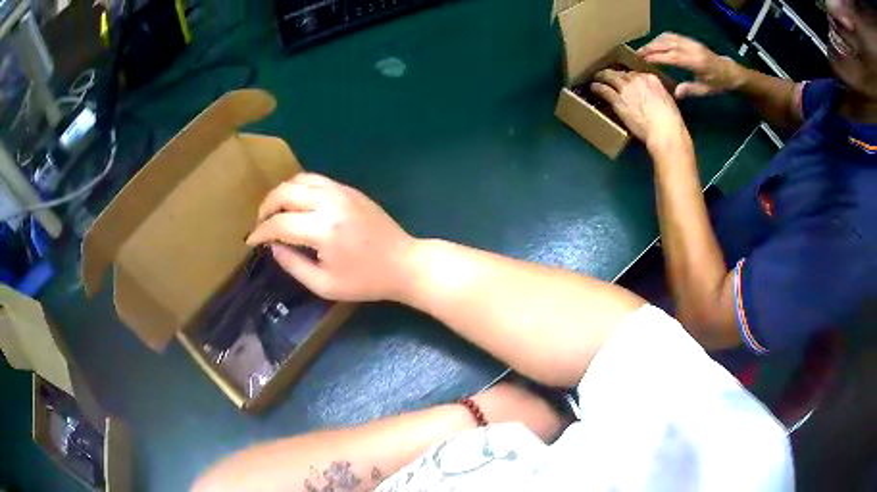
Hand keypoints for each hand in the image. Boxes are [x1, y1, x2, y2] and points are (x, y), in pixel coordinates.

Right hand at [246, 173, 414, 301]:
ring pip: (300, 179)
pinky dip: (299, 187)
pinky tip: (296, 203)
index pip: (280, 223)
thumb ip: (293, 265)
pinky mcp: (350, 189)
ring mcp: (342, 192)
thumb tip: (272, 247)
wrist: (403, 263)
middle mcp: (330, 203)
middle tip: (261, 224)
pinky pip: (316, 180)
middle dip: (266, 206)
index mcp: (323, 230)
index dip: (261, 232)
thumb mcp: (324, 285)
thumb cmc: (365, 281)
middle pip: (285, 192)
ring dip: (281, 193)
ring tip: (274, 211)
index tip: (251, 241)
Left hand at [591, 69, 691, 152]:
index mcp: (651, 79)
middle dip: (614, 75)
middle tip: (608, 77)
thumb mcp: (668, 102)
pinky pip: (603, 89)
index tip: (626, 81)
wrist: (664, 132)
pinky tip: (593, 88)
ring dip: (602, 77)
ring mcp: (626, 88)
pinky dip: (597, 88)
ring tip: (596, 78)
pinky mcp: (618, 99)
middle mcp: (637, 79)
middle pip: (621, 74)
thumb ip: (658, 95)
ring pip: (609, 77)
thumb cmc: (671, 122)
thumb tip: (653, 97)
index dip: (629, 78)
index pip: (636, 74)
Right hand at [637, 32, 742, 98]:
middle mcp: (692, 49)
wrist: (729, 71)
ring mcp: (690, 42)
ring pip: (668, 38)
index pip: (672, 56)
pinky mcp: (689, 40)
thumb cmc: (718, 83)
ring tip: (644, 49)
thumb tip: (675, 93)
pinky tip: (655, 44)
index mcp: (696, 62)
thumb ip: (690, 90)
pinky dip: (661, 39)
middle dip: (651, 47)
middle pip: (667, 44)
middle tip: (638, 53)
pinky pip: (672, 36)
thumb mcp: (706, 90)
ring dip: (654, 42)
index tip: (644, 60)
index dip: (657, 57)